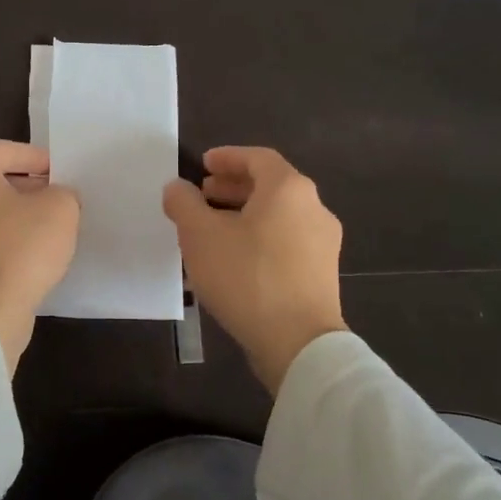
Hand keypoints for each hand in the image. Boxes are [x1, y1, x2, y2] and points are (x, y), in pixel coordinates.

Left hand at [0, 140, 79, 371]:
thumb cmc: (21, 249)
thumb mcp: (60, 209)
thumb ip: (62, 192)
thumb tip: (55, 198)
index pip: (3, 150)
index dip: (36, 157)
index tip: (61, 172)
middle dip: (26, 186)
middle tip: (56, 197)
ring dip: (14, 215)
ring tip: (47, 227)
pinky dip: (3, 241)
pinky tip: (29, 255)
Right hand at [162, 146, 345, 391]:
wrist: (298, 342)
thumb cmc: (246, 276)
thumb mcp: (200, 236)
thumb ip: (184, 204)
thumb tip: (177, 187)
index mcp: (288, 189)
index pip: (257, 158)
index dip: (228, 157)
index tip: (203, 165)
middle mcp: (314, 208)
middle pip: (271, 186)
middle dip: (234, 188)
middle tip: (204, 194)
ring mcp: (323, 243)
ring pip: (278, 216)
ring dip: (245, 215)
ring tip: (213, 229)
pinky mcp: (321, 274)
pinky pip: (286, 242)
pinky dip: (259, 238)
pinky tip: (234, 259)